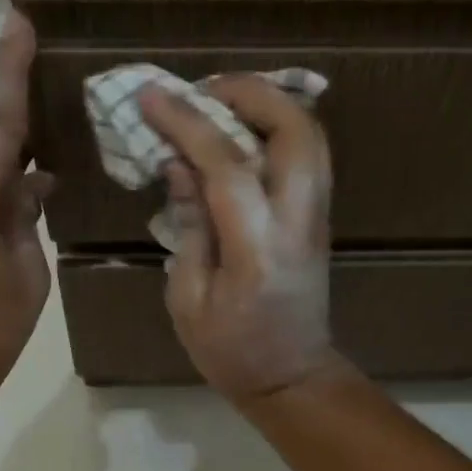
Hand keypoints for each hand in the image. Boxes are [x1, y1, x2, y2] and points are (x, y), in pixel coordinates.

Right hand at [140, 75, 345, 402]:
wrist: (292, 379)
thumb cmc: (231, 352)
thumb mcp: (188, 300)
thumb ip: (187, 227)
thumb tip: (179, 165)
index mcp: (258, 249)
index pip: (228, 165)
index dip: (187, 123)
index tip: (151, 95)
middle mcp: (299, 222)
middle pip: (296, 130)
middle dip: (250, 93)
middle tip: (202, 91)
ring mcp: (318, 218)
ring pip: (311, 136)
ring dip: (269, 105)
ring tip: (219, 104)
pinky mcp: (320, 219)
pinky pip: (308, 155)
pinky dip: (277, 129)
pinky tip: (242, 132)